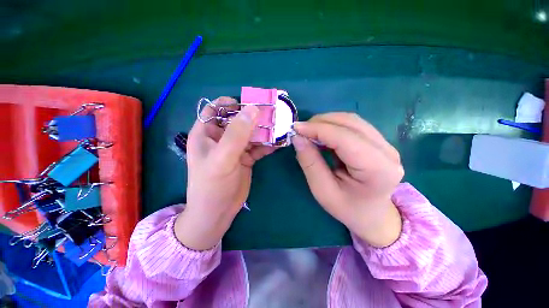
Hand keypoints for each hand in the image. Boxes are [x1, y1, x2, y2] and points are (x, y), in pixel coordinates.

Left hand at [175, 97, 274, 249]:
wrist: (218, 212)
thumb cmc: (212, 185)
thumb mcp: (222, 158)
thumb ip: (237, 134)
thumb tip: (253, 109)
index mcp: (206, 133)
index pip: (215, 109)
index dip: (230, 104)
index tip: (249, 104)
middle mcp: (221, 138)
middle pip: (238, 120)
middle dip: (253, 117)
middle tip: (272, 114)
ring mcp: (235, 148)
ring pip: (250, 133)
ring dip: (263, 131)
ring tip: (279, 128)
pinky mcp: (246, 158)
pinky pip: (258, 147)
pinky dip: (267, 144)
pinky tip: (277, 144)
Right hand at [293, 113, 403, 247]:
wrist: (374, 216)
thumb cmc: (348, 209)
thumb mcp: (323, 191)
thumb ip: (310, 163)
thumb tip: (297, 138)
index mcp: (377, 169)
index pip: (344, 138)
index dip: (318, 129)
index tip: (296, 128)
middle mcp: (387, 151)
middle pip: (350, 123)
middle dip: (321, 122)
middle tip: (301, 130)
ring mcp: (386, 144)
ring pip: (352, 121)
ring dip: (327, 122)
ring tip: (309, 132)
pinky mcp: (379, 142)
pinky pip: (353, 126)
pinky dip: (334, 126)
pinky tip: (322, 135)